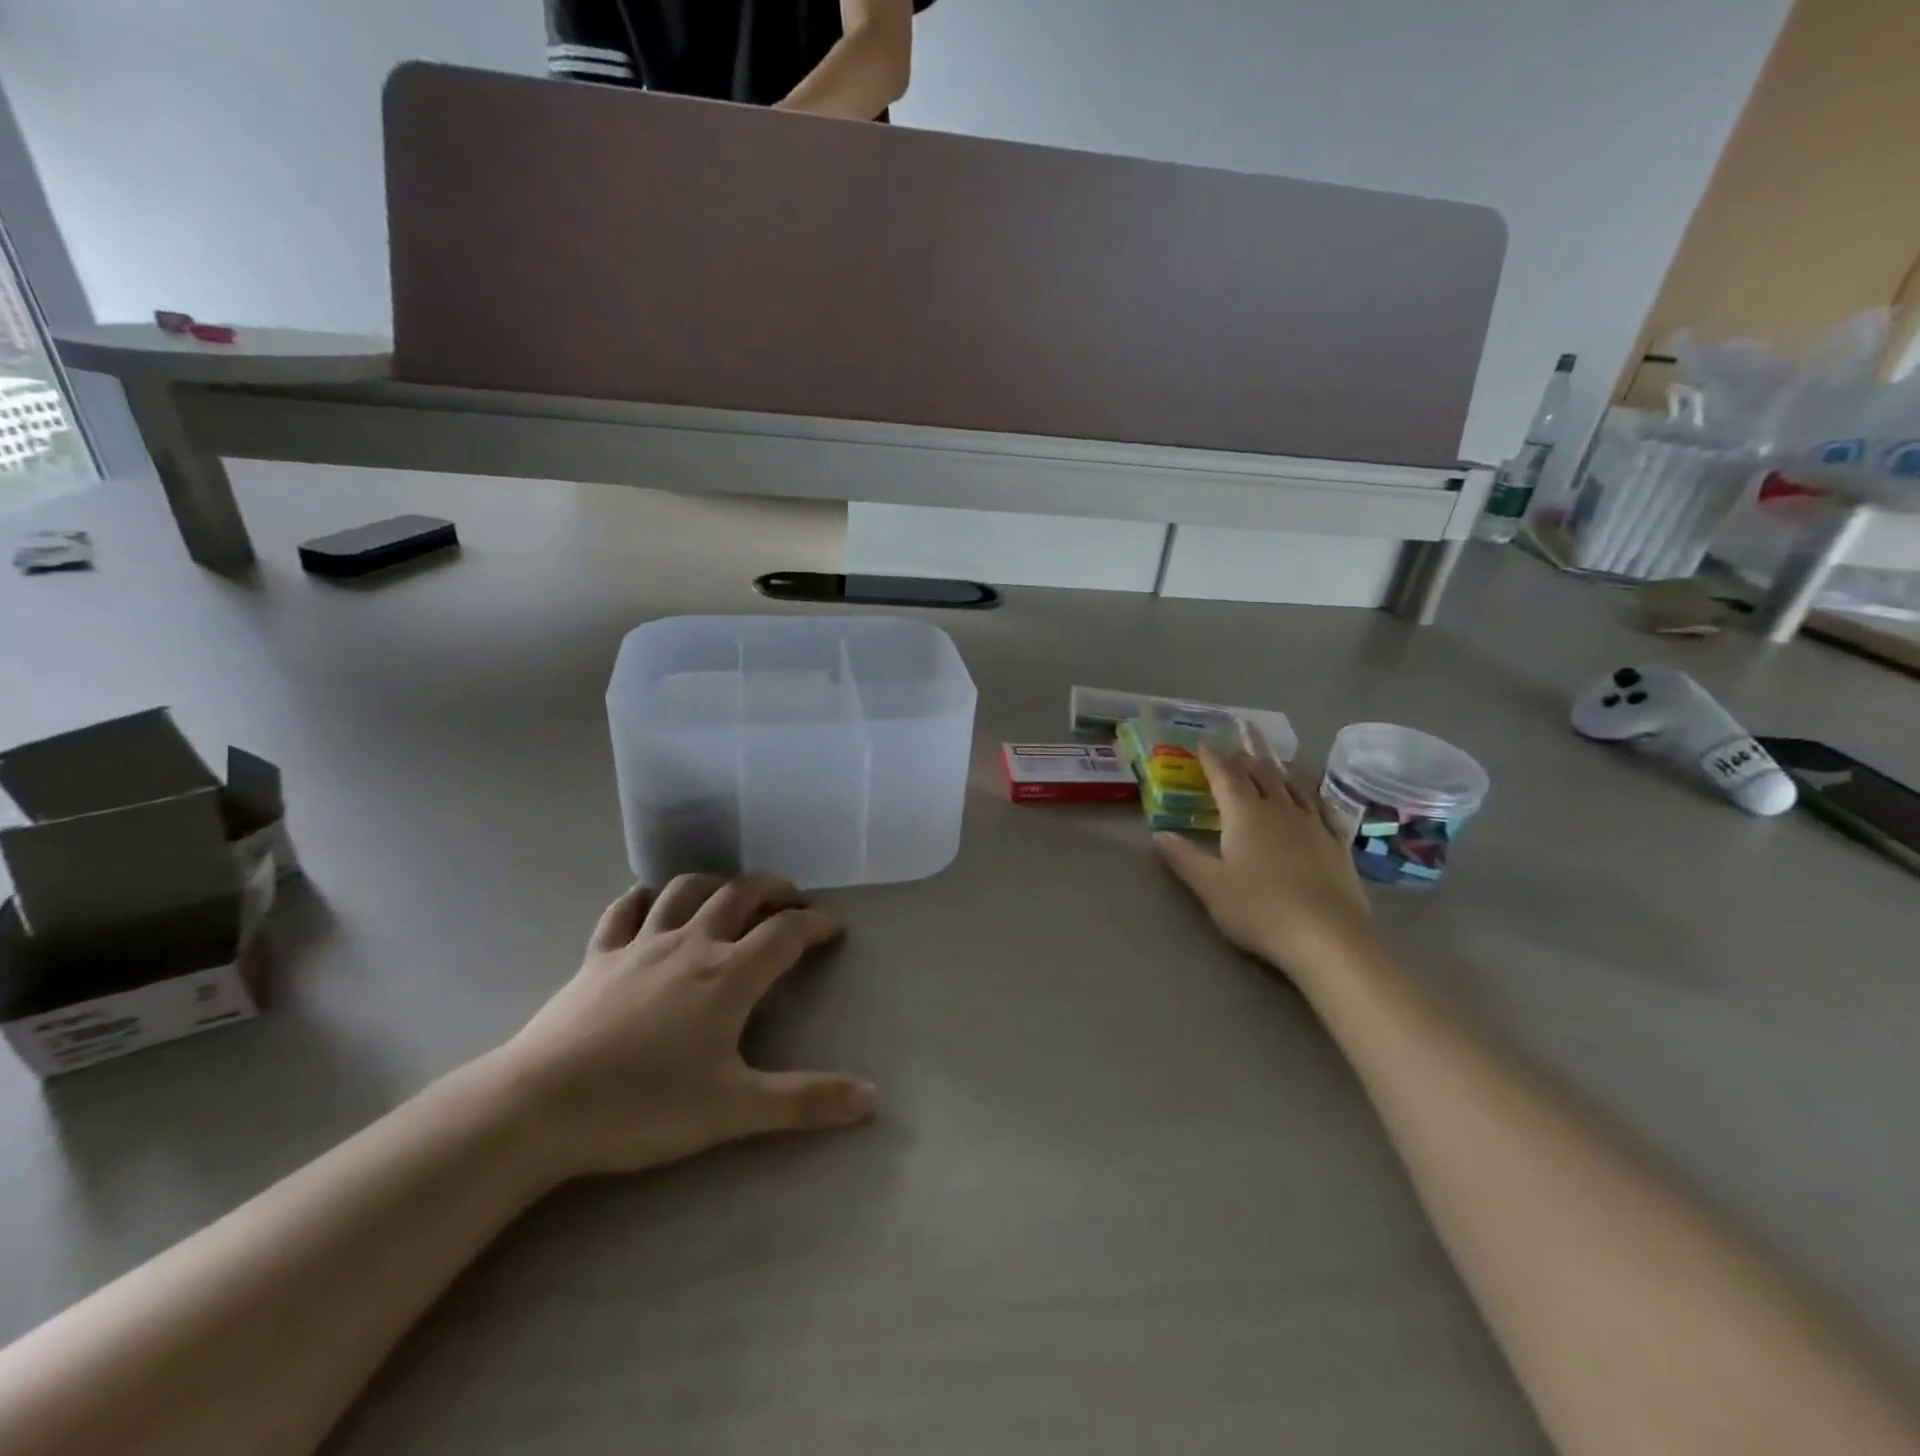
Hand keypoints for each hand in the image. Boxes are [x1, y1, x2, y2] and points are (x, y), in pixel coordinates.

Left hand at [487, 874, 877, 1181]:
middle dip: (773, 888)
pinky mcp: (598, 956)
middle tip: (791, 900)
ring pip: (685, 889)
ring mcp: (640, 944)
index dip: (816, 923)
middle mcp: (692, 944)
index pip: (787, 932)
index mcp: (729, 975)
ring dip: (715, 883)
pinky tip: (648, 900)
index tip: (834, 928)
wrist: (540, 1106)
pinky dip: (641, 897)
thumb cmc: (644, 1105)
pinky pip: (622, 911)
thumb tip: (873, 1098)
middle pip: (741, 893)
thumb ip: (805, 1102)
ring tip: (730, 895)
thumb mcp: (734, 1110)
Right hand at [1155, 744, 1377, 987]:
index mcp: (1245, 815)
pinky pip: (1323, 808)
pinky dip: (1311, 795)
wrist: (1327, 938)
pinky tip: (1312, 798)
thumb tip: (1159, 834)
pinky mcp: (1337, 844)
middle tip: (1235, 750)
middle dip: (1245, 759)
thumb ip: (1184, 858)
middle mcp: (1280, 810)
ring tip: (1271, 763)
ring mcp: (1313, 825)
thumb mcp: (1210, 887)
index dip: (1213, 758)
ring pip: (1294, 786)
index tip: (1204, 744)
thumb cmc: (1260, 910)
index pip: (1226, 776)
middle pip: (1262, 774)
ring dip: (1278, 771)